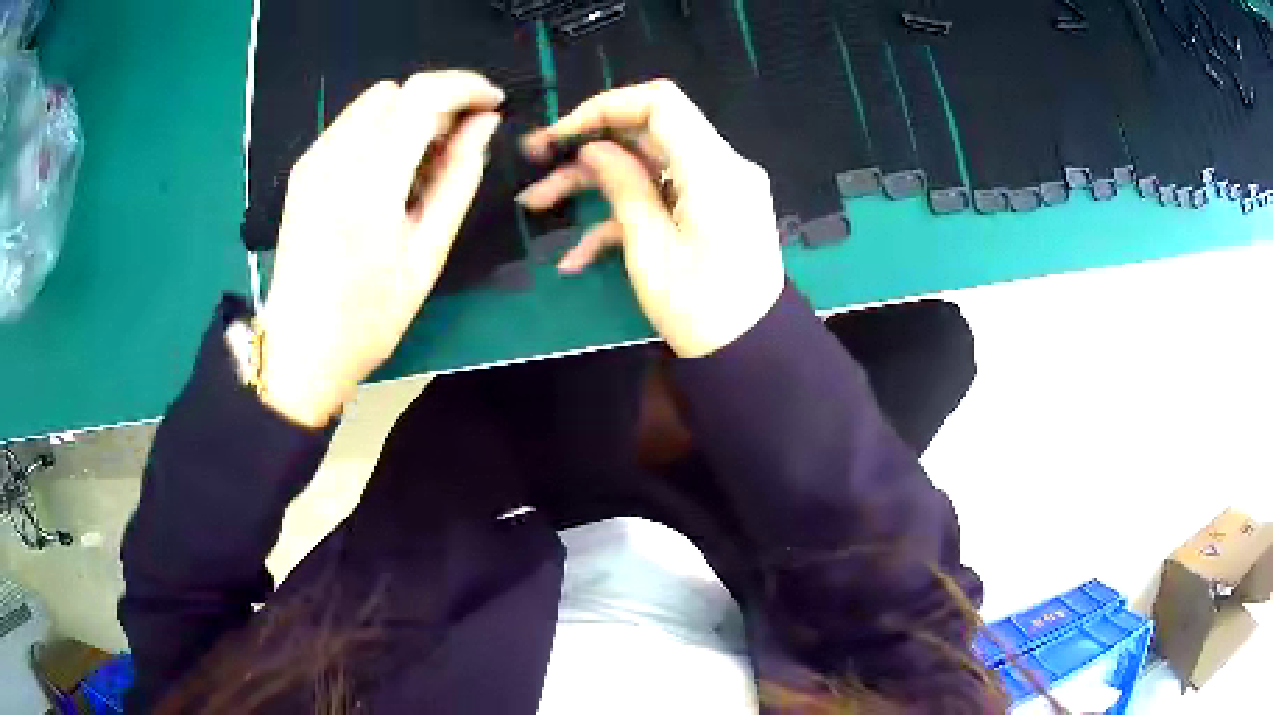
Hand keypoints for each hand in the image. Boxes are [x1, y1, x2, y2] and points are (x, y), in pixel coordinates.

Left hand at [260, 72, 503, 427]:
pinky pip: (351, 123)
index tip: (493, 105)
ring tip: (422, 164)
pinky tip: (388, 173)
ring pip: (374, 102)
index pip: (423, 95)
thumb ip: (459, 179)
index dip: (466, 87)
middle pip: (399, 91)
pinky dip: (381, 130)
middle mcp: (334, 158)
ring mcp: (312, 161)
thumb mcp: (426, 255)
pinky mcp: (302, 171)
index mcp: (368, 182)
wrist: (299, 352)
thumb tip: (485, 124)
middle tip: (459, 146)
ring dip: (409, 115)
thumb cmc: (368, 318)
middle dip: (439, 103)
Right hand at [519, 80, 784, 358]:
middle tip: (536, 163)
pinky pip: (664, 196)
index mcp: (714, 169)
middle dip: (588, 147)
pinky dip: (623, 215)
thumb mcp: (650, 251)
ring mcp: (719, 187)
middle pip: (648, 134)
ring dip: (594, 183)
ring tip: (538, 204)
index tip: (561, 133)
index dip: (605, 107)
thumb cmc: (701, 311)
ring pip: (648, 165)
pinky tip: (577, 255)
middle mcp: (722, 166)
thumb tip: (593, 148)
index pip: (660, 104)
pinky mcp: (712, 208)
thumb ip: (623, 188)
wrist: (752, 353)